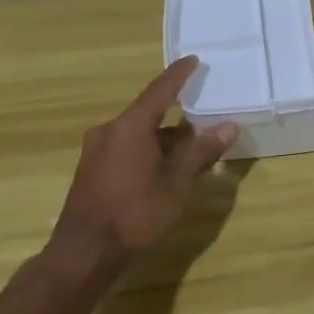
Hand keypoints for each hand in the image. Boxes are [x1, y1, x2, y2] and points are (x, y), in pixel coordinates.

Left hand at [50, 57, 237, 261]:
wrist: (84, 253)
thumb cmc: (136, 213)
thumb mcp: (177, 184)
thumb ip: (202, 152)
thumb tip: (229, 126)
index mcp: (130, 126)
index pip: (160, 91)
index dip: (178, 75)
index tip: (193, 60)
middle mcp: (109, 131)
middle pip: (147, 113)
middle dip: (174, 114)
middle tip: (200, 113)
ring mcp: (95, 151)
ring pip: (136, 134)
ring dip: (161, 137)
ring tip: (188, 147)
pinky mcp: (90, 171)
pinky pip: (124, 148)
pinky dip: (146, 150)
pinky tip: (162, 167)